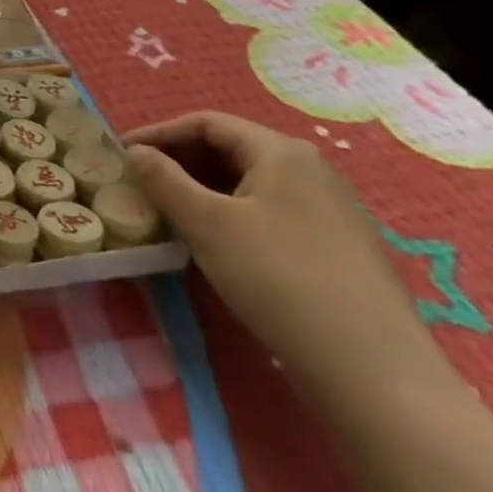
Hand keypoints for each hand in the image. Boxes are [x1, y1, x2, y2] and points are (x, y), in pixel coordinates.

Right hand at [123, 111, 439, 397]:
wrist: (371, 368)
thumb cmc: (278, 278)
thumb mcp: (207, 224)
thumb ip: (163, 180)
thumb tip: (134, 152)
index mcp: (281, 153)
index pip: (207, 123)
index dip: (159, 133)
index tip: (121, 154)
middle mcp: (310, 171)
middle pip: (230, 149)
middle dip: (179, 161)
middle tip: (139, 183)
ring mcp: (329, 210)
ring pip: (248, 183)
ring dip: (201, 189)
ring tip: (167, 212)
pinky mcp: (335, 247)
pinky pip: (268, 212)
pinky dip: (230, 214)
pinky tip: (213, 242)